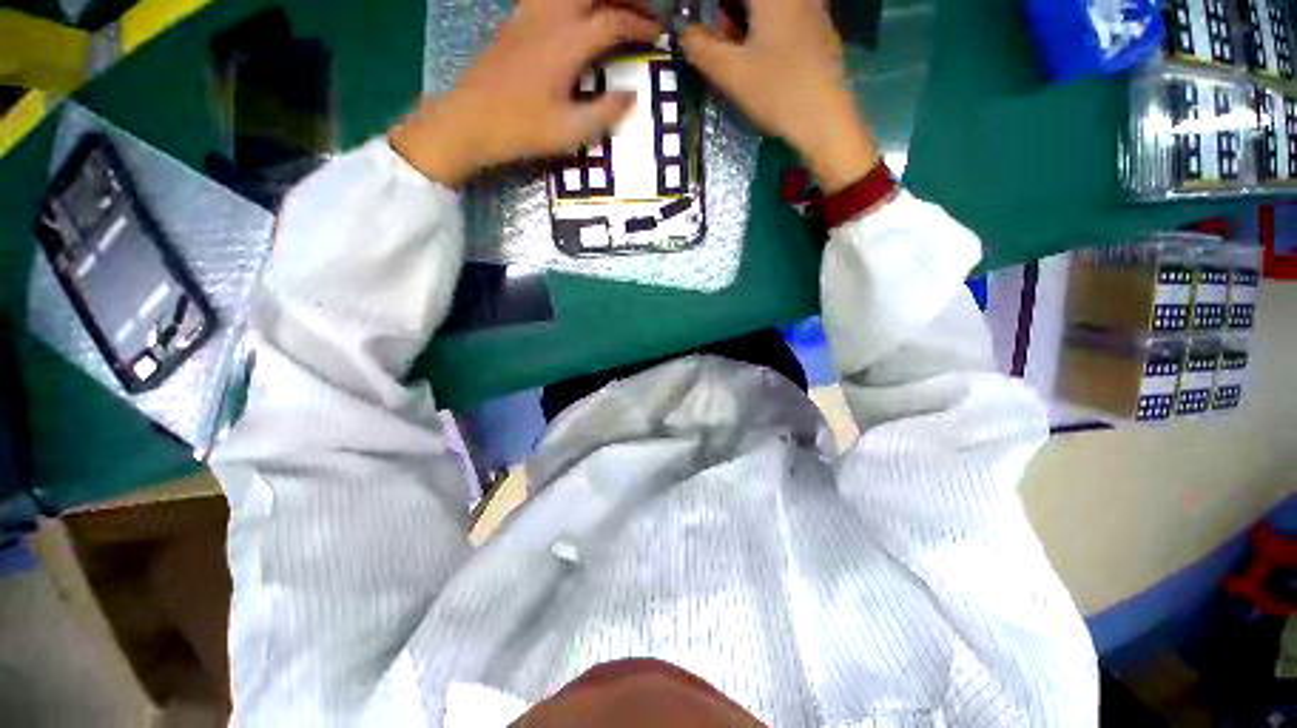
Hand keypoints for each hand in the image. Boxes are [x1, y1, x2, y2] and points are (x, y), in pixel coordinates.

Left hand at [391, 0, 660, 187]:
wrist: (468, 121)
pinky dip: (575, 0)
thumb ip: (606, 112)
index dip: (640, 25)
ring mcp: (529, 13)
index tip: (658, 35)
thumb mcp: (570, 131)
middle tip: (644, 11)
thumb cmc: (521, 129)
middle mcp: (549, 16)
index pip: (613, 20)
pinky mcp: (516, 20)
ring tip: (616, 9)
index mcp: (567, 43)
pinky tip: (580, 13)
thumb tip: (632, 96)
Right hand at [681, 0, 879, 192]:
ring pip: (768, 9)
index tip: (702, 28)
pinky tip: (761, 56)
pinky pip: (785, 15)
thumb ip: (701, 48)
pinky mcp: (819, 30)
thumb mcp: (731, 73)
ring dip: (744, 21)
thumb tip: (684, 32)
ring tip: (734, 48)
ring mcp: (812, 8)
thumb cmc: (778, 92)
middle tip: (715, 38)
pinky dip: (765, 28)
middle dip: (727, 13)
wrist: (825, 120)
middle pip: (750, 1)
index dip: (711, 9)